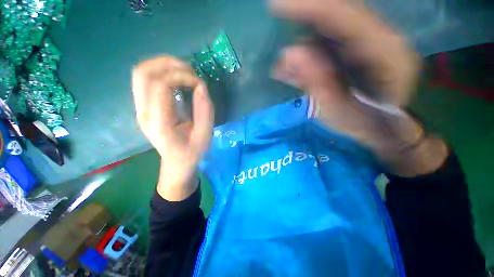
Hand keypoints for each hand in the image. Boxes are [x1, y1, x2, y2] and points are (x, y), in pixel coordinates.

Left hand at [132, 56, 213, 199]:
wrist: (176, 162)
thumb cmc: (192, 152)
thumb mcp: (205, 135)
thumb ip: (205, 111)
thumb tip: (201, 86)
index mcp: (159, 122)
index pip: (161, 86)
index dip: (182, 77)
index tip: (199, 82)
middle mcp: (144, 112)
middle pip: (143, 73)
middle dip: (169, 64)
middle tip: (190, 70)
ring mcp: (140, 108)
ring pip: (141, 73)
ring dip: (163, 65)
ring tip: (184, 70)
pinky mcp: (143, 106)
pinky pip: (145, 79)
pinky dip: (161, 71)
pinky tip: (177, 78)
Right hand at [271, 1, 447, 175]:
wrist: (384, 126)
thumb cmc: (362, 124)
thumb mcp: (336, 111)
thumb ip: (316, 83)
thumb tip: (288, 55)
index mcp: (383, 52)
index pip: (342, 16)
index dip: (308, 7)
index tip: (275, 5)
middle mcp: (381, 36)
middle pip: (339, 10)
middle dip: (304, 12)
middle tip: (277, 20)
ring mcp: (372, 38)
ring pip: (333, 22)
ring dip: (304, 33)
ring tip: (289, 65)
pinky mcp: (361, 45)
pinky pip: (332, 35)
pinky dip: (310, 44)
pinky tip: (298, 67)